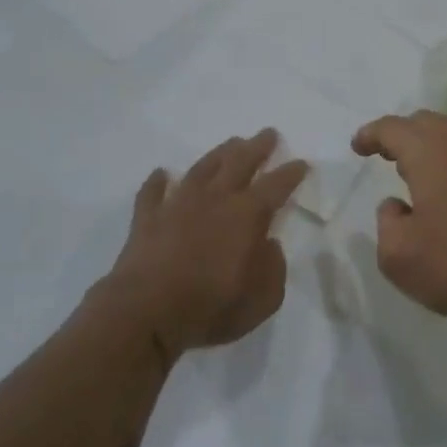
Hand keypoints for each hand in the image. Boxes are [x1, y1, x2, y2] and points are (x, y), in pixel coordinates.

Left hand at [103, 130, 307, 362]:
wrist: (145, 313)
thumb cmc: (210, 307)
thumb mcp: (262, 299)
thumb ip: (273, 269)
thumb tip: (269, 245)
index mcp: (247, 215)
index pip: (276, 185)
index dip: (291, 173)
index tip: (301, 163)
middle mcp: (215, 199)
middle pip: (240, 162)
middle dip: (257, 147)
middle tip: (268, 133)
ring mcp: (178, 205)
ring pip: (202, 169)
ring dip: (219, 154)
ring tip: (231, 142)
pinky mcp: (147, 220)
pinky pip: (152, 193)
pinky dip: (157, 182)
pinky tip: (162, 173)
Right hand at [351, 110, 446, 330]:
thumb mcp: (400, 256)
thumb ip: (387, 223)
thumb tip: (398, 206)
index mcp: (430, 151)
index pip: (392, 128)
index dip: (371, 135)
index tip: (358, 146)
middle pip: (425, 123)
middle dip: (401, 135)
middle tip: (384, 155)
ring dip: (429, 146)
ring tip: (415, 172)